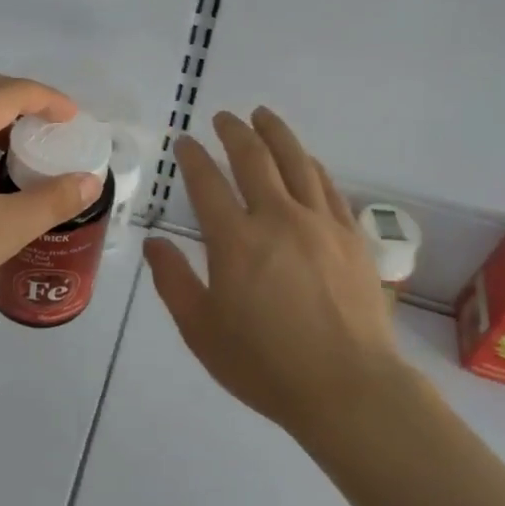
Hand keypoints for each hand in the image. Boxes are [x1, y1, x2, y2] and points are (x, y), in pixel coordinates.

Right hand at [143, 108, 405, 441]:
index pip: (207, 182)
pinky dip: (310, 165)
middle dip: (234, 131)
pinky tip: (305, 159)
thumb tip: (154, 242)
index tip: (184, 142)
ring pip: (296, 161)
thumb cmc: (266, 365)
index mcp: (235, 241)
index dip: (192, 157)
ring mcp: (319, 223)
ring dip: (275, 133)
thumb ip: (173, 281)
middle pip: (253, 158)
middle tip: (223, 117)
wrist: (350, 389)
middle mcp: (277, 218)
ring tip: (263, 116)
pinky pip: (328, 186)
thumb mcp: (202, 331)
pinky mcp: (350, 236)